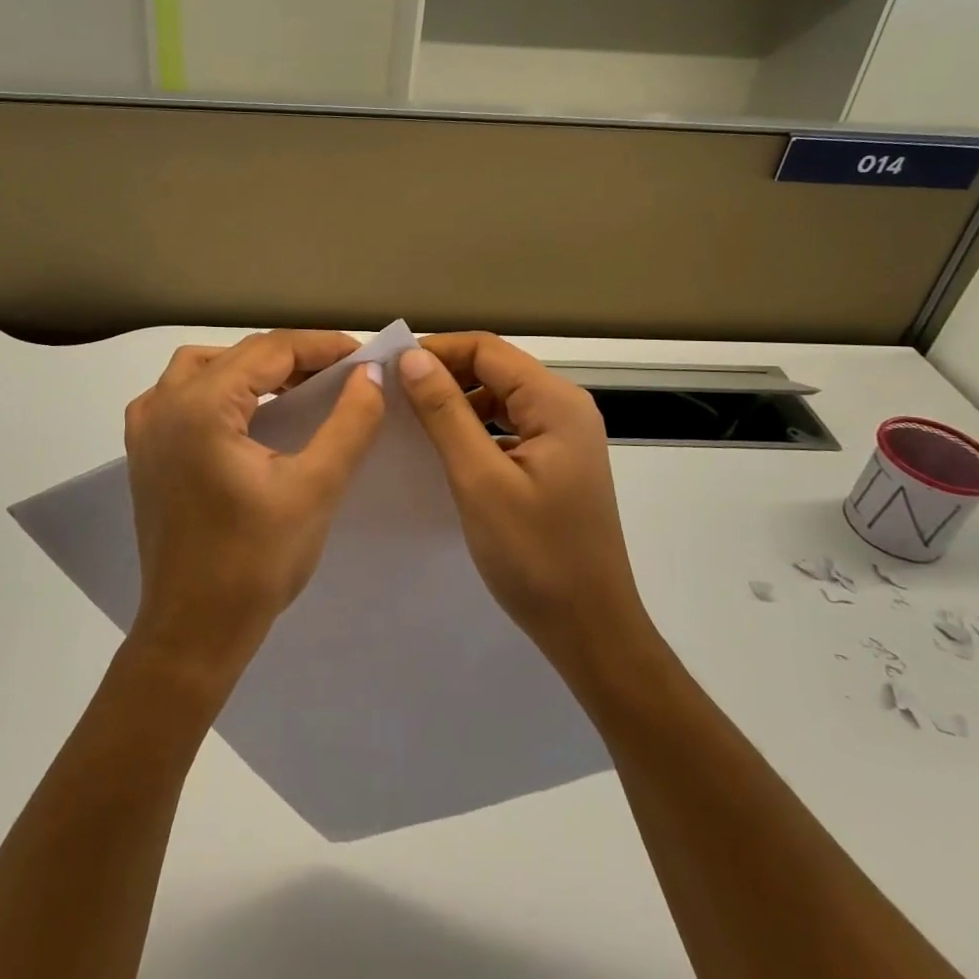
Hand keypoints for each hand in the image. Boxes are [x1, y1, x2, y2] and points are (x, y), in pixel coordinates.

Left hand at [124, 330, 384, 685]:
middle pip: (236, 356)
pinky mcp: (144, 452)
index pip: (269, 350)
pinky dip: (218, 389)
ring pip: (204, 368)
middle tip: (339, 373)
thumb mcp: (315, 489)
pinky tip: (246, 411)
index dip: (321, 346)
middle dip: (290, 357)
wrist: (192, 632)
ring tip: (297, 386)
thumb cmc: (254, 563)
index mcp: (200, 407)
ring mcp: (146, 428)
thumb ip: (350, 423)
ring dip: (252, 369)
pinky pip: (181, 396)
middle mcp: (163, 404)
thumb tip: (372, 374)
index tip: (363, 355)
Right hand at [398, 333, 648, 664]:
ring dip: (457, 401)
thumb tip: (411, 358)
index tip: (388, 369)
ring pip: (500, 398)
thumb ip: (445, 413)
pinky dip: (474, 428)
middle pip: (496, 369)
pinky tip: (445, 448)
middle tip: (392, 394)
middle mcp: (566, 408)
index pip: (487, 349)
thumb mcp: (480, 480)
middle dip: (444, 374)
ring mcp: (564, 437)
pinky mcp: (556, 463)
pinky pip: (508, 427)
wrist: (590, 629)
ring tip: (411, 418)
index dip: (436, 351)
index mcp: (556, 402)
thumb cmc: (535, 555)